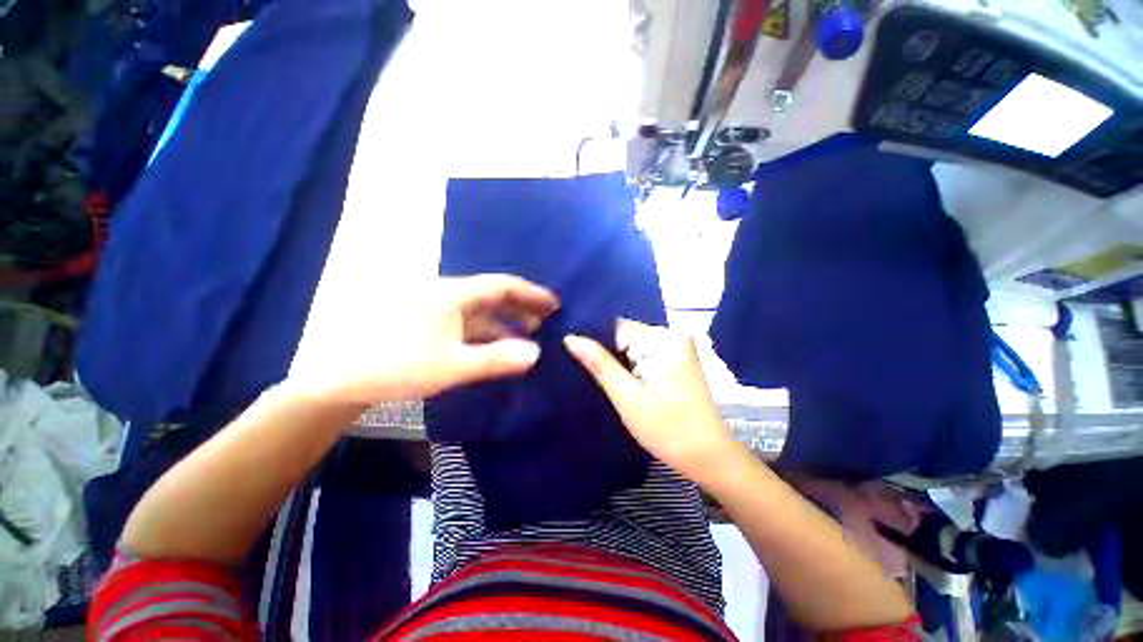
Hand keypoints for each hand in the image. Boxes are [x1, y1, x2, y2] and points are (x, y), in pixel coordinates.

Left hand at [289, 274, 558, 405]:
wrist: (339, 378)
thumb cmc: (397, 366)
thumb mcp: (452, 366)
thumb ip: (496, 359)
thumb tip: (536, 353)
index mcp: (453, 295)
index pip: (502, 286)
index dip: (531, 293)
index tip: (554, 302)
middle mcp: (446, 294)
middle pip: (493, 295)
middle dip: (522, 306)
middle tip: (546, 319)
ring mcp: (435, 309)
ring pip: (480, 310)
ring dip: (506, 320)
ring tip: (529, 332)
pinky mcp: (427, 323)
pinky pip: (467, 322)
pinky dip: (487, 331)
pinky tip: (496, 344)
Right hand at [564, 319, 736, 481]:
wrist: (709, 457)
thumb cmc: (668, 429)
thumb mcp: (627, 396)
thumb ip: (599, 363)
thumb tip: (570, 338)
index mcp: (662, 339)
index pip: (615, 327)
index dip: (592, 338)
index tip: (567, 348)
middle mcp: (670, 335)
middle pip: (624, 335)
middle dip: (602, 350)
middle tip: (574, 363)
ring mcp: (675, 348)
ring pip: (631, 346)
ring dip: (614, 359)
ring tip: (589, 371)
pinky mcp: (675, 360)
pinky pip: (642, 355)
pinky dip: (628, 365)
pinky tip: (613, 376)